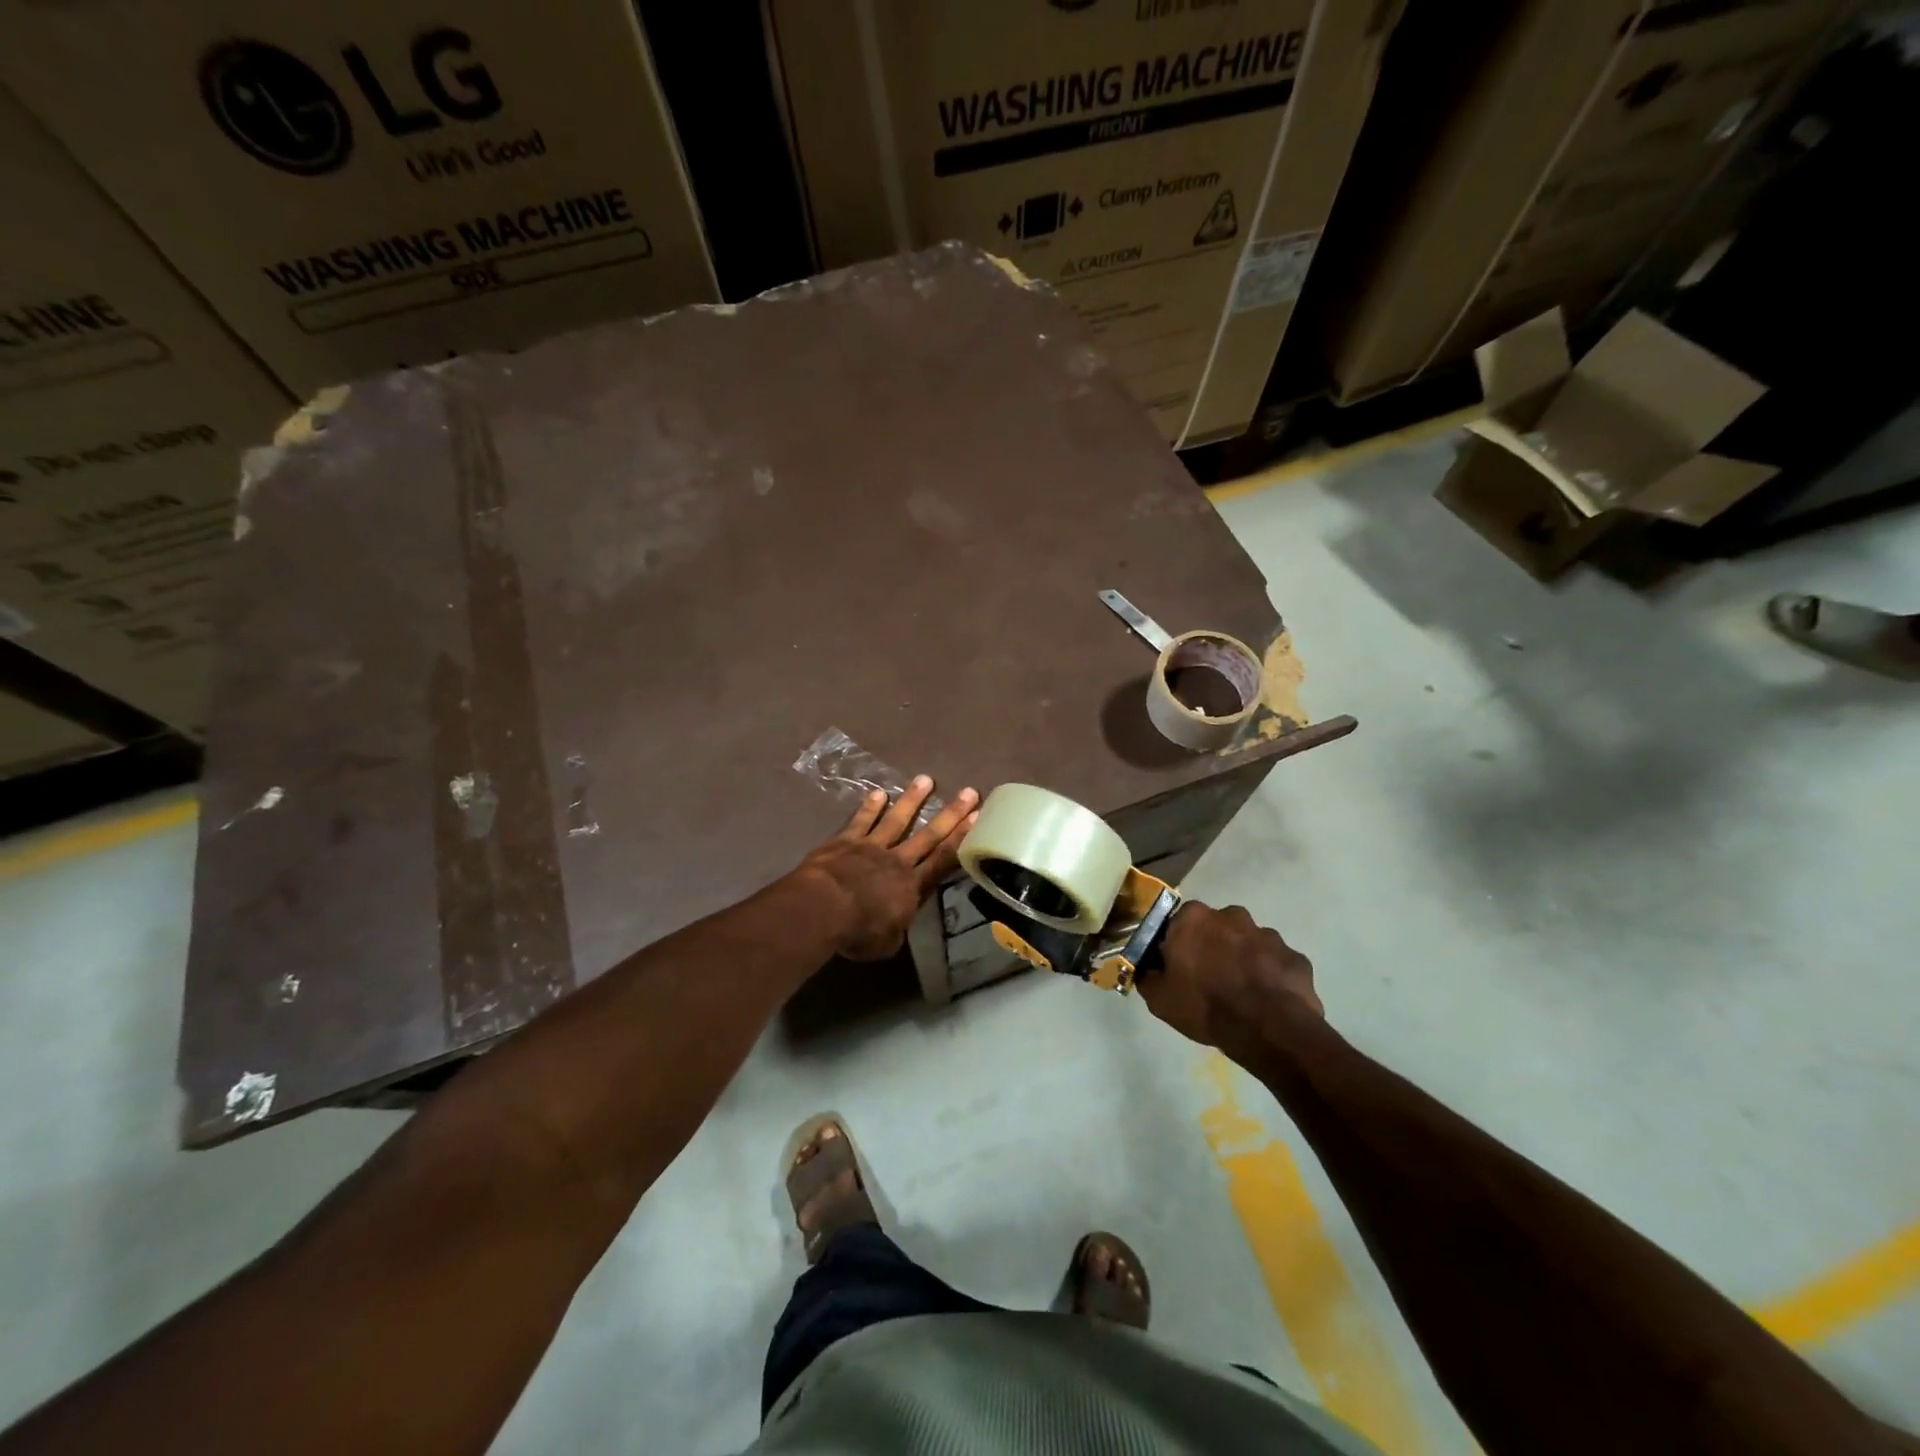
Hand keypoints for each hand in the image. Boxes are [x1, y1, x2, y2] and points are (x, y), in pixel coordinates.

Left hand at [794, 776, 978, 959]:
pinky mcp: (846, 840)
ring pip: (897, 819)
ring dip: (913, 800)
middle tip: (969, 792)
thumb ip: (897, 929)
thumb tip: (899, 923)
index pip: (944, 860)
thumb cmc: (856, 932)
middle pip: (929, 835)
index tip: (979, 818)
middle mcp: (897, 860)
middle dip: (951, 814)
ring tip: (926, 779)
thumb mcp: (886, 943)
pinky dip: (870, 807)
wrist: (822, 908)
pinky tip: (879, 793)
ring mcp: (871, 846)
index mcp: (912, 887)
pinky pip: (861, 821)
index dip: (962, 839)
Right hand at [1139, 902, 1321, 1051]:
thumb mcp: (1159, 999)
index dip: (1178, 945)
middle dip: (1214, 947)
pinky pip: (1276, 964)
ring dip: (1244, 961)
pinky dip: (1271, 977)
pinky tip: (1267, 1002)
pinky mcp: (1295, 956)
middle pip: (1217, 929)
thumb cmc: (1205, 1006)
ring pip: (1249, 944)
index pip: (1179, 923)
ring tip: (1242, 994)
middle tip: (1211, 979)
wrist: (1268, 1030)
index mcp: (1194, 918)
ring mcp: (1268, 934)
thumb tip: (1147, 969)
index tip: (1179, 967)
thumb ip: (1148, 976)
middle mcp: (1231, 916)